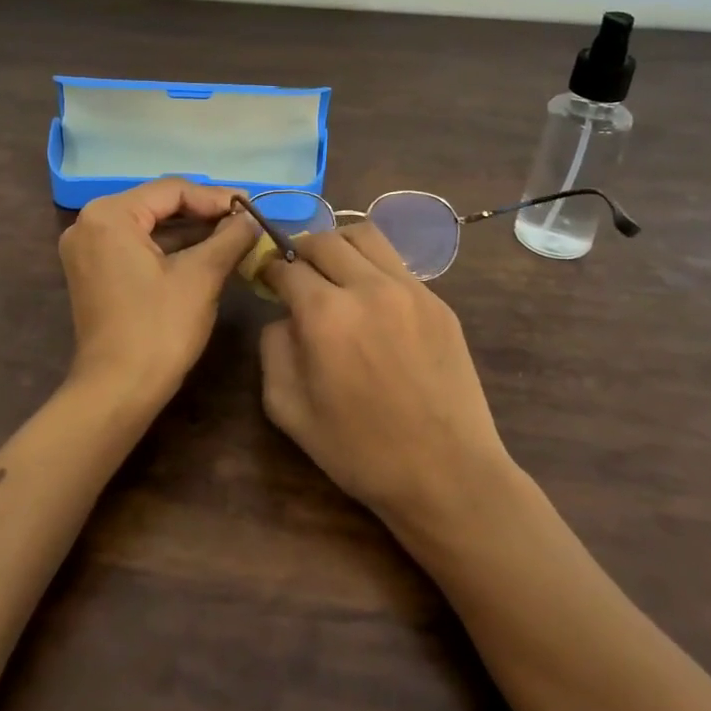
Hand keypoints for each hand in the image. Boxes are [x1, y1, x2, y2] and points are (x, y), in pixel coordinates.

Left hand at [58, 178, 258, 409]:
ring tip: (233, 236)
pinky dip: (169, 249)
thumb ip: (229, 238)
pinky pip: (136, 246)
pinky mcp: (93, 272)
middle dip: (203, 213)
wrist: (117, 391)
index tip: (252, 208)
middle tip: (245, 220)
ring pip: (148, 226)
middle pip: (157, 205)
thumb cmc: (159, 328)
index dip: (216, 198)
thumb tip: (252, 218)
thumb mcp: (201, 277)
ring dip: (189, 231)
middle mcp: (89, 223)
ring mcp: (87, 249)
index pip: (171, 190)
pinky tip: (205, 253)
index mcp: (109, 215)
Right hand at [260, 222, 513, 529]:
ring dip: (338, 245)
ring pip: (365, 236)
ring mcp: (410, 290)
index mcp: (325, 314)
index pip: (286, 266)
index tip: (264, 279)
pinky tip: (371, 301)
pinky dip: (372, 268)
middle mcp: (367, 288)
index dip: (268, 269)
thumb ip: (273, 348)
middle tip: (294, 274)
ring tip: (333, 271)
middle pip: (324, 240)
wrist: (446, 474)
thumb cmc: (359, 451)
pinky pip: (396, 265)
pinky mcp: (438, 302)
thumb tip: (284, 316)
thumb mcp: (288, 409)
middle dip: (299, 251)